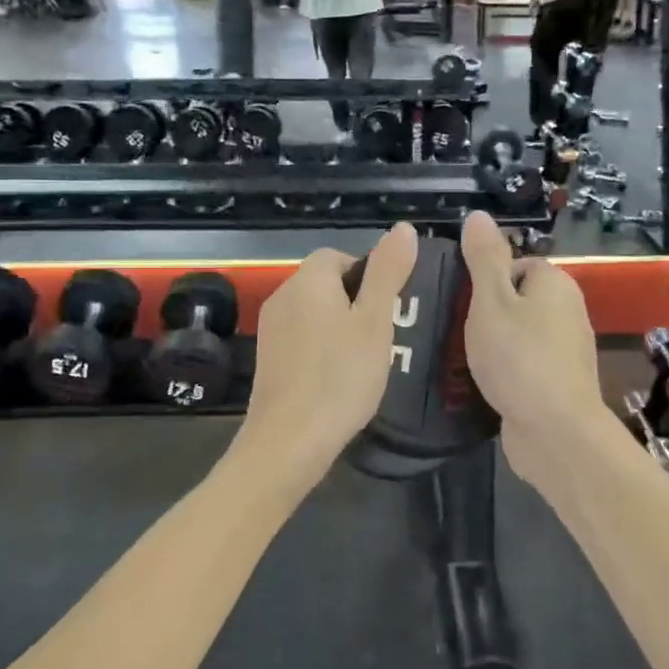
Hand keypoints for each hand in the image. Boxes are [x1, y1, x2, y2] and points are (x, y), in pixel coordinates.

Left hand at [242, 224, 418, 472]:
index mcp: (308, 279)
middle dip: (354, 302)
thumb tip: (403, 227)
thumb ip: (387, 273)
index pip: (338, 255)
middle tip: (380, 336)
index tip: (386, 308)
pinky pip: (299, 338)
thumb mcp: (375, 322)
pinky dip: (319, 349)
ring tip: (362, 360)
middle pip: (324, 283)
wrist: (289, 441)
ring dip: (337, 327)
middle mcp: (282, 295)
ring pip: (312, 312)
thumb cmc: (340, 377)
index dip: (366, 275)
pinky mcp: (265, 359)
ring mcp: (269, 328)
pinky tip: (335, 378)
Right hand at [459, 212, 604, 475]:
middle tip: (452, 329)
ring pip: (518, 335)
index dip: (484, 280)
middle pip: (516, 300)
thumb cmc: (519, 357)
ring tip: (459, 358)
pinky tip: (482, 384)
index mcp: (555, 283)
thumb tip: (478, 215)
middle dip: (484, 314)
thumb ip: (484, 258)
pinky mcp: (558, 384)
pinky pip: (524, 365)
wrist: (556, 432)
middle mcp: (568, 311)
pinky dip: (504, 371)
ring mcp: (566, 351)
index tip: (459, 301)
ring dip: (492, 345)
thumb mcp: (491, 301)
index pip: (515, 266)